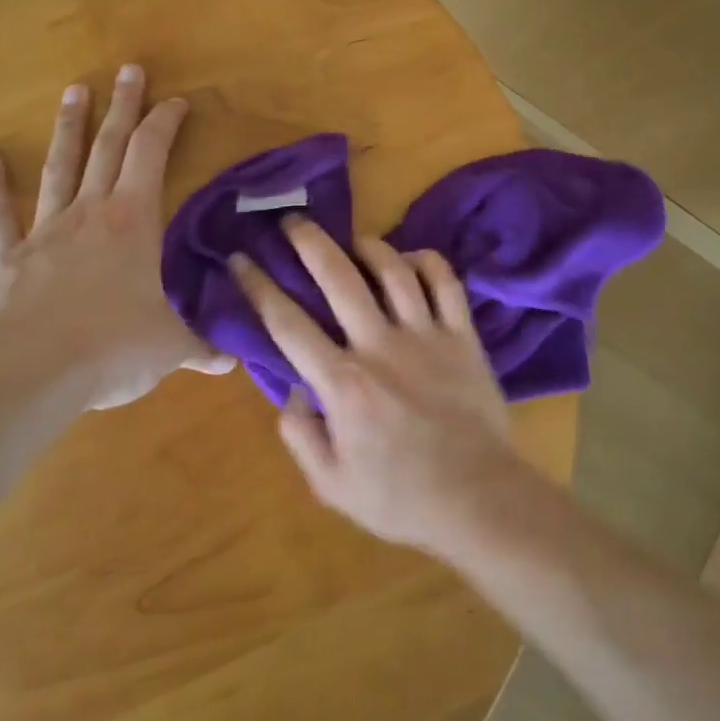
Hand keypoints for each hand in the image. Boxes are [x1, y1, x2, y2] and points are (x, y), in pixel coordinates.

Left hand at [0, 64, 232, 408]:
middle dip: (122, 106)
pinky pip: (0, 216)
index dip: (165, 123)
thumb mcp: (170, 346)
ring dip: (69, 128)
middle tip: (128, 69)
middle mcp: (90, 214)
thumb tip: (232, 359)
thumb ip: (201, 345)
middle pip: (108, 147)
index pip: (152, 155)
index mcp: (133, 221)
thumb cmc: (114, 346)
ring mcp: (45, 232)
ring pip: (59, 168)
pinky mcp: (9, 259)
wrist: (32, 372)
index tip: (177, 100)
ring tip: (73, 90)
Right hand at [229, 217, 529, 550]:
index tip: (240, 260)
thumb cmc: (400, 497)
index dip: (258, 287)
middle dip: (309, 242)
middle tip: (292, 221)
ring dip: (368, 246)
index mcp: (343, 383)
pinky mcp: (462, 336)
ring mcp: (425, 335)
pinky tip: (411, 259)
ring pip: (393, 270)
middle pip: (338, 278)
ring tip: (352, 239)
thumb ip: (300, 434)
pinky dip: (427, 262)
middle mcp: (380, 346)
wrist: (479, 499)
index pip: (287, 323)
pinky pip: (446, 283)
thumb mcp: (331, 485)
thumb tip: (292, 390)